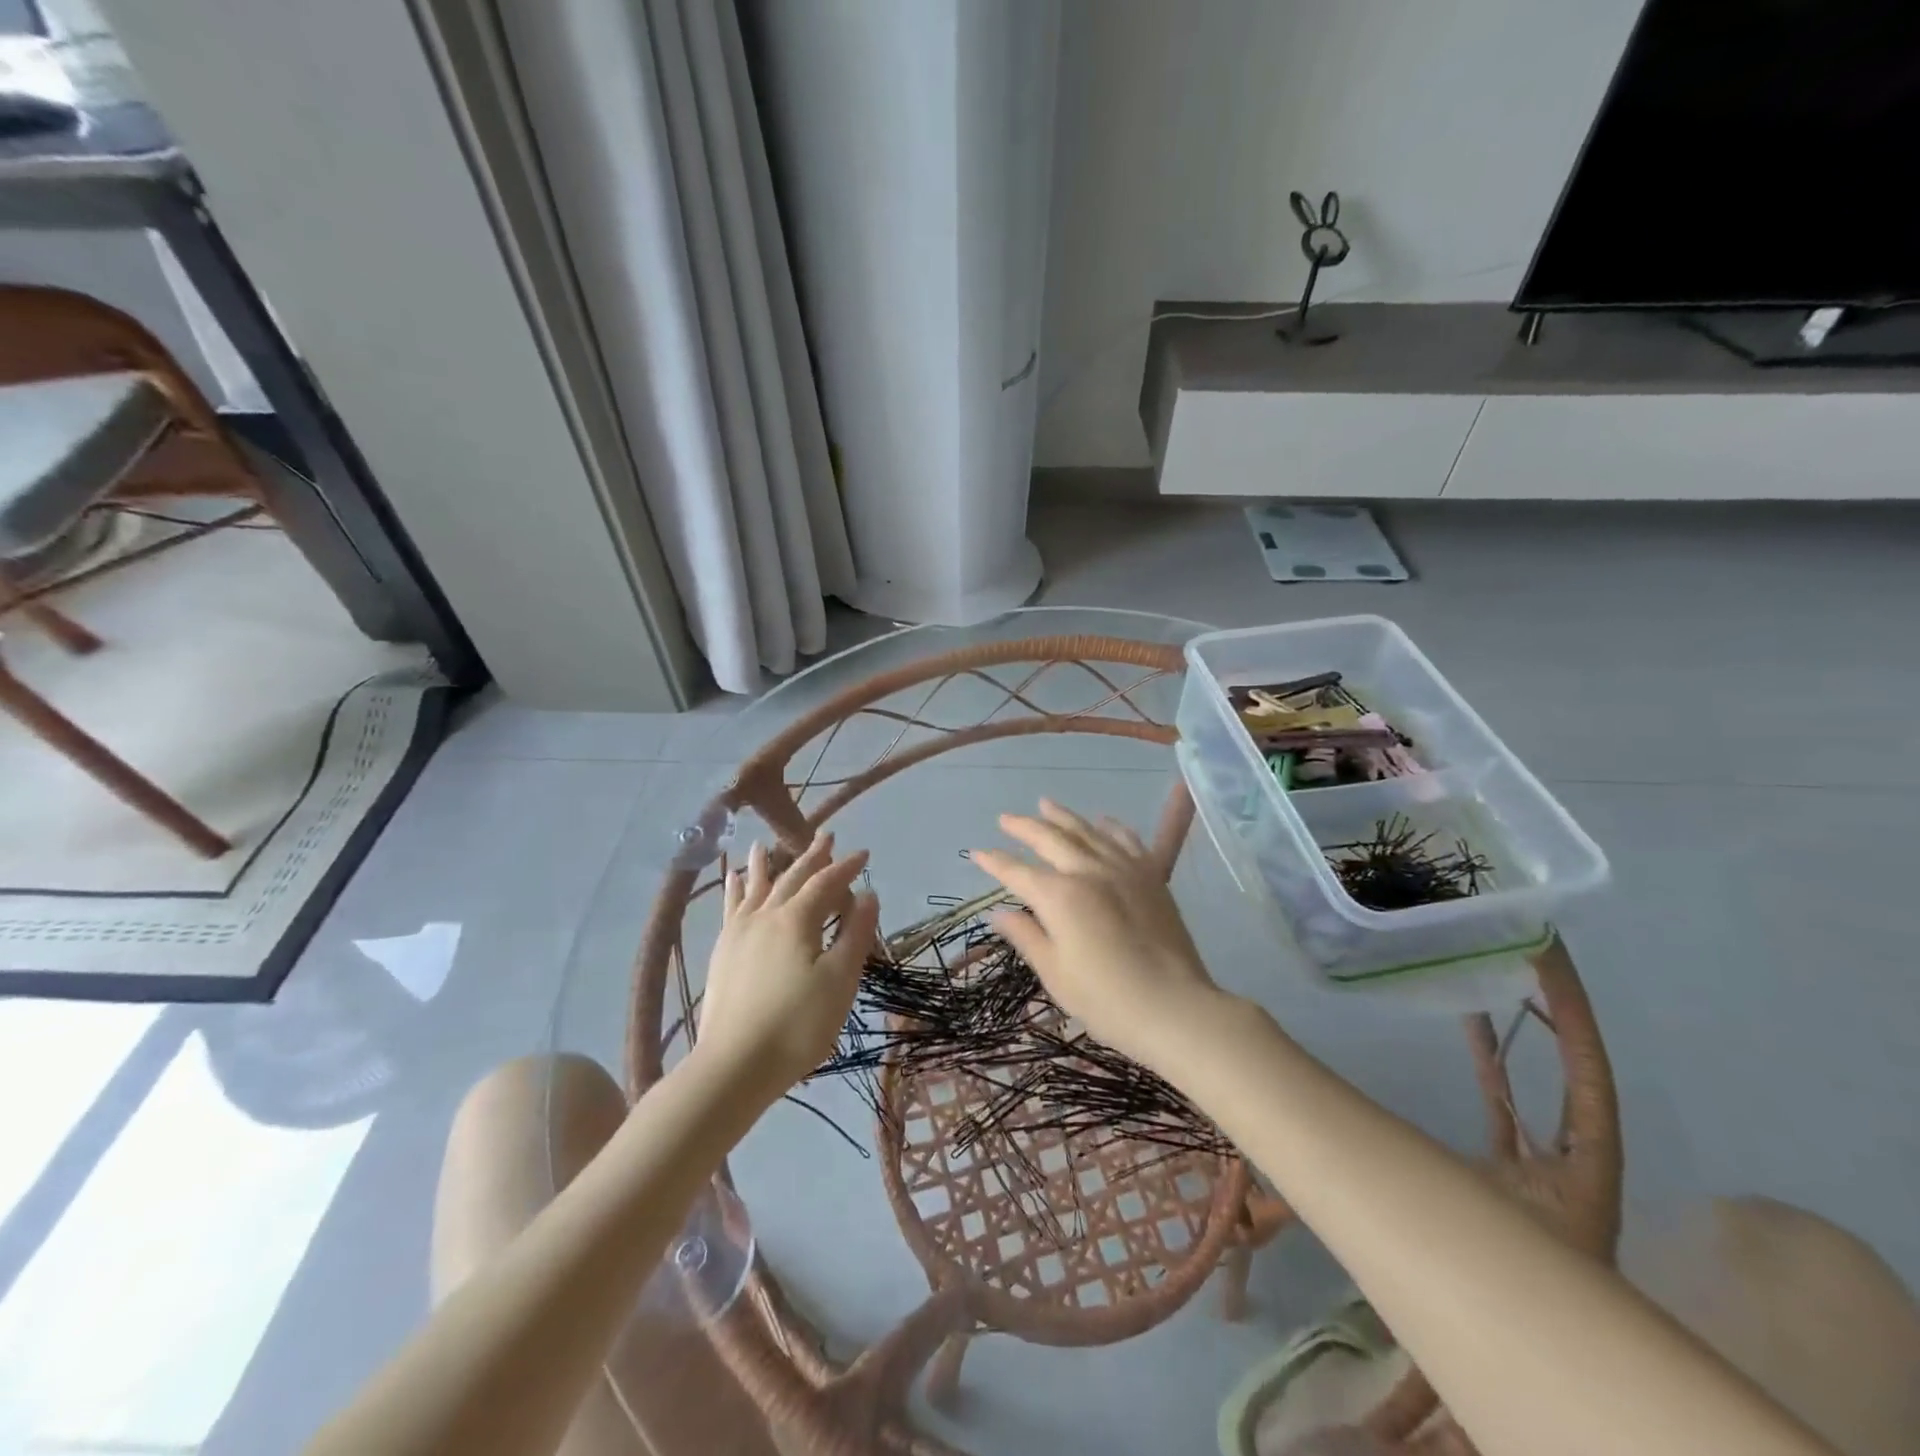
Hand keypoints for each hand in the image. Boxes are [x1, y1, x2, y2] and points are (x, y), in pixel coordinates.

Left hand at [696, 833, 878, 1101]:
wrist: (734, 1065)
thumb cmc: (797, 1024)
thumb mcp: (839, 980)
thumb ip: (855, 933)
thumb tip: (868, 894)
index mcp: (796, 920)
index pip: (826, 882)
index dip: (846, 866)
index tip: (864, 853)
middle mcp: (765, 915)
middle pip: (792, 877)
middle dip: (812, 856)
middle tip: (825, 835)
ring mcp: (739, 932)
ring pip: (756, 886)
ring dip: (766, 864)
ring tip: (765, 844)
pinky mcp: (723, 952)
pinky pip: (731, 907)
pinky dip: (736, 888)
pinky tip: (734, 881)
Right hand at [970, 799, 1228, 1075]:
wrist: (1175, 1007)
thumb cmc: (1106, 1000)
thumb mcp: (1055, 973)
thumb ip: (1027, 936)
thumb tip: (1000, 913)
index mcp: (1059, 897)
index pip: (1017, 872)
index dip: (994, 862)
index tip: (977, 852)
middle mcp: (1088, 871)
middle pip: (1050, 839)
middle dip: (1024, 827)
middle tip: (1005, 818)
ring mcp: (1123, 869)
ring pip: (1087, 831)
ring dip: (1062, 816)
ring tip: (1045, 804)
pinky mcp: (1151, 876)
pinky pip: (1127, 840)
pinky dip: (1110, 827)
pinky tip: (1102, 821)